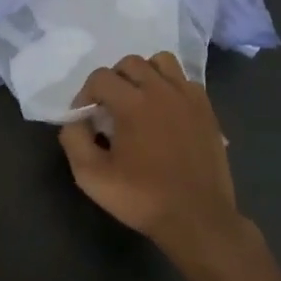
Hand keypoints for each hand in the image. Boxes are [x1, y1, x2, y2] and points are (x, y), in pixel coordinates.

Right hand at [58, 53, 261, 276]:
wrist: (197, 218)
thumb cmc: (142, 198)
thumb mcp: (92, 176)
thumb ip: (74, 139)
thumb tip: (75, 119)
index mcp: (132, 103)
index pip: (100, 77)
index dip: (85, 95)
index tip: (86, 120)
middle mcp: (161, 90)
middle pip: (130, 63)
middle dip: (113, 81)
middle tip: (109, 109)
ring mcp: (188, 97)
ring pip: (161, 62)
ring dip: (144, 75)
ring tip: (138, 101)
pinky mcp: (207, 109)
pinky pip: (184, 80)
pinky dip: (169, 87)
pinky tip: (165, 112)